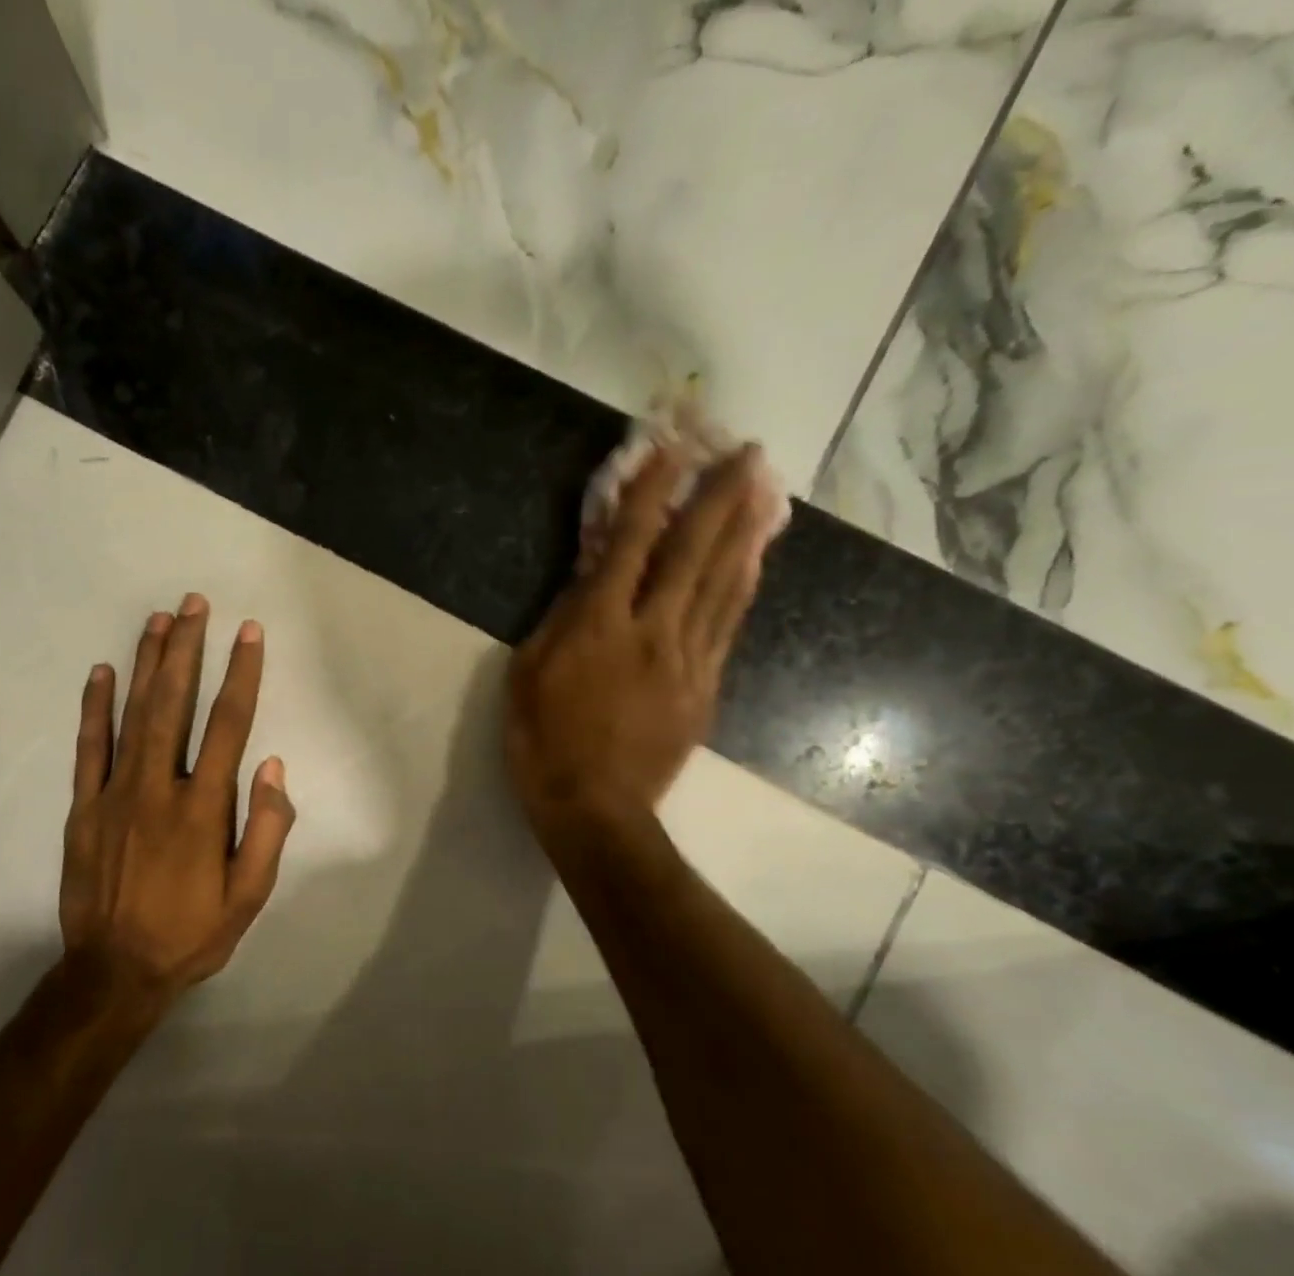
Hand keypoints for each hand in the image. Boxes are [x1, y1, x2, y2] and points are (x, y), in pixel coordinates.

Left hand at [60, 595, 294, 1002]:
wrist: (114, 972)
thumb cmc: (191, 934)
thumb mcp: (249, 896)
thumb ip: (266, 830)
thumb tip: (273, 767)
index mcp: (204, 807)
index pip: (229, 725)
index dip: (242, 674)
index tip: (248, 632)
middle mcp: (159, 787)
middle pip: (175, 703)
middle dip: (186, 649)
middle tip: (193, 603)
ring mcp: (114, 793)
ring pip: (133, 715)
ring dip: (146, 664)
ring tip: (157, 620)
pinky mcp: (83, 807)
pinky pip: (89, 747)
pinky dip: (94, 707)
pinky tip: (100, 673)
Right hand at [506, 443, 776, 832]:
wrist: (595, 809)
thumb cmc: (543, 742)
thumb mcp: (527, 675)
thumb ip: (559, 620)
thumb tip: (589, 577)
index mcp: (600, 624)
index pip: (630, 542)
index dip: (650, 491)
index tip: (670, 448)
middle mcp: (653, 630)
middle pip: (693, 552)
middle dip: (719, 497)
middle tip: (747, 453)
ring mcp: (687, 659)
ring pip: (722, 584)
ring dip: (745, 532)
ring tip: (766, 492)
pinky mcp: (704, 688)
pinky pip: (728, 626)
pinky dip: (743, 587)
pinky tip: (754, 563)